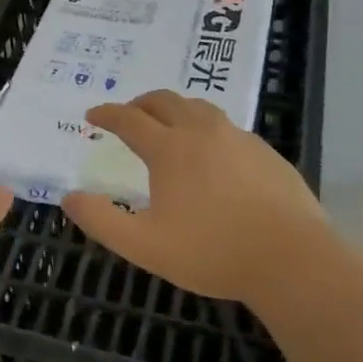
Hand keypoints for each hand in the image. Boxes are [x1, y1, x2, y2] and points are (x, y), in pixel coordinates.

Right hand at [62, 90, 326, 310]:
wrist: (292, 260)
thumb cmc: (212, 252)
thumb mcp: (145, 246)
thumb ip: (102, 221)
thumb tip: (69, 197)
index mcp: (169, 149)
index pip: (129, 119)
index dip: (107, 114)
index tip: (93, 115)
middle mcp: (202, 131)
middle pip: (165, 101)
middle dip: (141, 103)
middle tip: (129, 115)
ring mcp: (238, 138)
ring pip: (199, 108)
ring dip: (175, 109)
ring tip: (169, 126)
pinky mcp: (266, 152)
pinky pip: (227, 127)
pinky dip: (207, 128)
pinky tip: (213, 154)